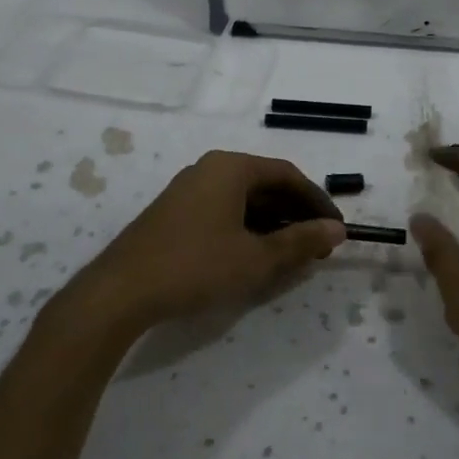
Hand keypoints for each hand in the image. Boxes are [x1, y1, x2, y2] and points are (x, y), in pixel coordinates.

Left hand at [78, 150, 345, 331]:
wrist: (121, 290)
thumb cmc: (195, 267)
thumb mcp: (255, 258)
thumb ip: (300, 242)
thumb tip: (337, 230)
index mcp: (231, 168)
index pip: (287, 175)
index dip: (316, 201)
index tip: (336, 229)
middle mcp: (209, 169)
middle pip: (265, 183)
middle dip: (295, 213)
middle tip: (317, 245)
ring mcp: (188, 189)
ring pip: (243, 199)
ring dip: (272, 222)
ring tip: (291, 253)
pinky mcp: (174, 212)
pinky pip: (223, 210)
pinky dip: (246, 228)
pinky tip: (254, 255)